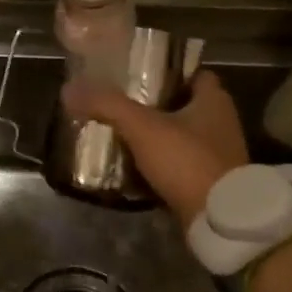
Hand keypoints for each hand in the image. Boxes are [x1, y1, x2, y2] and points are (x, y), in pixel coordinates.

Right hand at [61, 71, 248, 225]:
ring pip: (181, 136)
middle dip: (155, 105)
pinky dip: (160, 164)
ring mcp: (218, 155)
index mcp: (214, 100)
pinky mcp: (210, 183)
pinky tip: (134, 167)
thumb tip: (69, 89)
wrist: (218, 220)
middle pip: (184, 105)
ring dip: (156, 136)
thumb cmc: (187, 161)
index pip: (192, 73)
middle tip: (120, 105)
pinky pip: (180, 164)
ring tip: (121, 135)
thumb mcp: (142, 127)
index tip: (136, 74)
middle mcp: (221, 123)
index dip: (166, 71)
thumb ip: (107, 105)